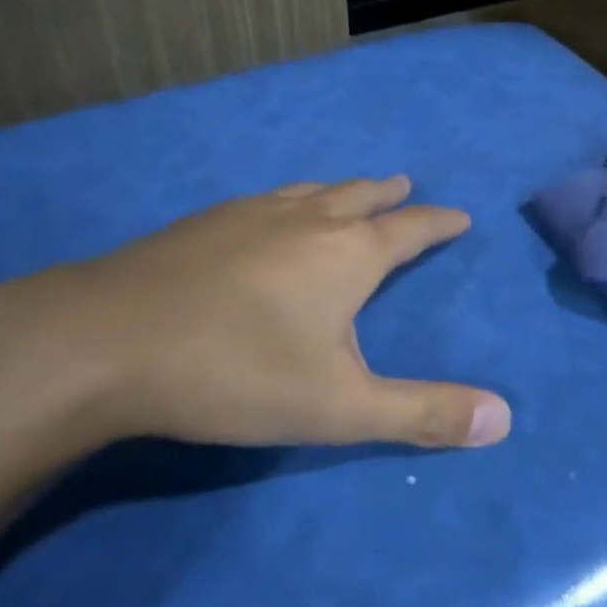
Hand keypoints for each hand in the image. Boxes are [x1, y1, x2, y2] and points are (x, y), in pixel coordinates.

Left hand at [0, 177, 511, 456]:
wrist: (102, 343)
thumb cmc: (236, 372)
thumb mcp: (340, 408)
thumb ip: (423, 414)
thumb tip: (504, 420)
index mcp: (349, 253)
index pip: (411, 229)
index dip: (439, 223)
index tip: (459, 215)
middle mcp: (306, 219)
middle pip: (360, 195)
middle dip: (390, 194)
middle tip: (406, 186)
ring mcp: (248, 214)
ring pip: (310, 190)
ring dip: (340, 190)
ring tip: (349, 192)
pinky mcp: (201, 223)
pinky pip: (265, 199)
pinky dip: (289, 200)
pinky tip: (268, 214)